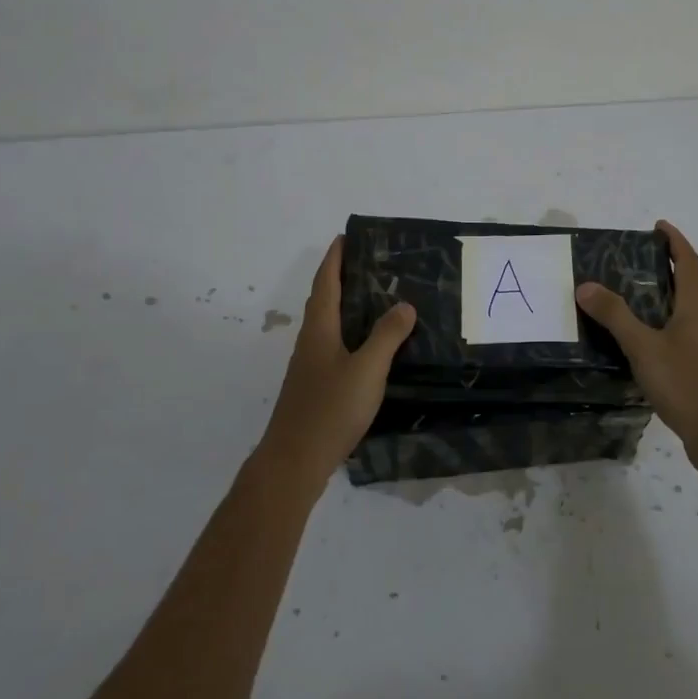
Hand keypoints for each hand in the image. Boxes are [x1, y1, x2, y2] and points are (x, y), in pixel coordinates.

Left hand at [258, 235, 416, 494]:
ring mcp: (310, 366)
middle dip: (342, 277)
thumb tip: (404, 304)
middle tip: (371, 264)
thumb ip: (386, 336)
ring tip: (376, 299)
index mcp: (320, 329)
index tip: (346, 236)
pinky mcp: (314, 386)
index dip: (335, 258)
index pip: (326, 282)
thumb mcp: (367, 370)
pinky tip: (368, 347)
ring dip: (346, 306)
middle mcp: (311, 341)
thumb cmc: (330, 409)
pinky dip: (350, 333)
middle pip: (324, 299)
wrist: (294, 462)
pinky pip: (333, 345)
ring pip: (328, 324)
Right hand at [575, 220, 697, 475]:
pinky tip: (635, 340)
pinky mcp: (697, 368)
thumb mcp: (644, 347)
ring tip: (624, 295)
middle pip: (685, 283)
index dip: (675, 240)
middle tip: (629, 260)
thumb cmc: (686, 383)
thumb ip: (615, 316)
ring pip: (680, 310)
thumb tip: (585, 285)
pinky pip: (675, 334)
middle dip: (662, 266)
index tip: (657, 226)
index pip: (688, 262)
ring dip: (658, 297)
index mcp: (694, 306)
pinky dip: (656, 324)